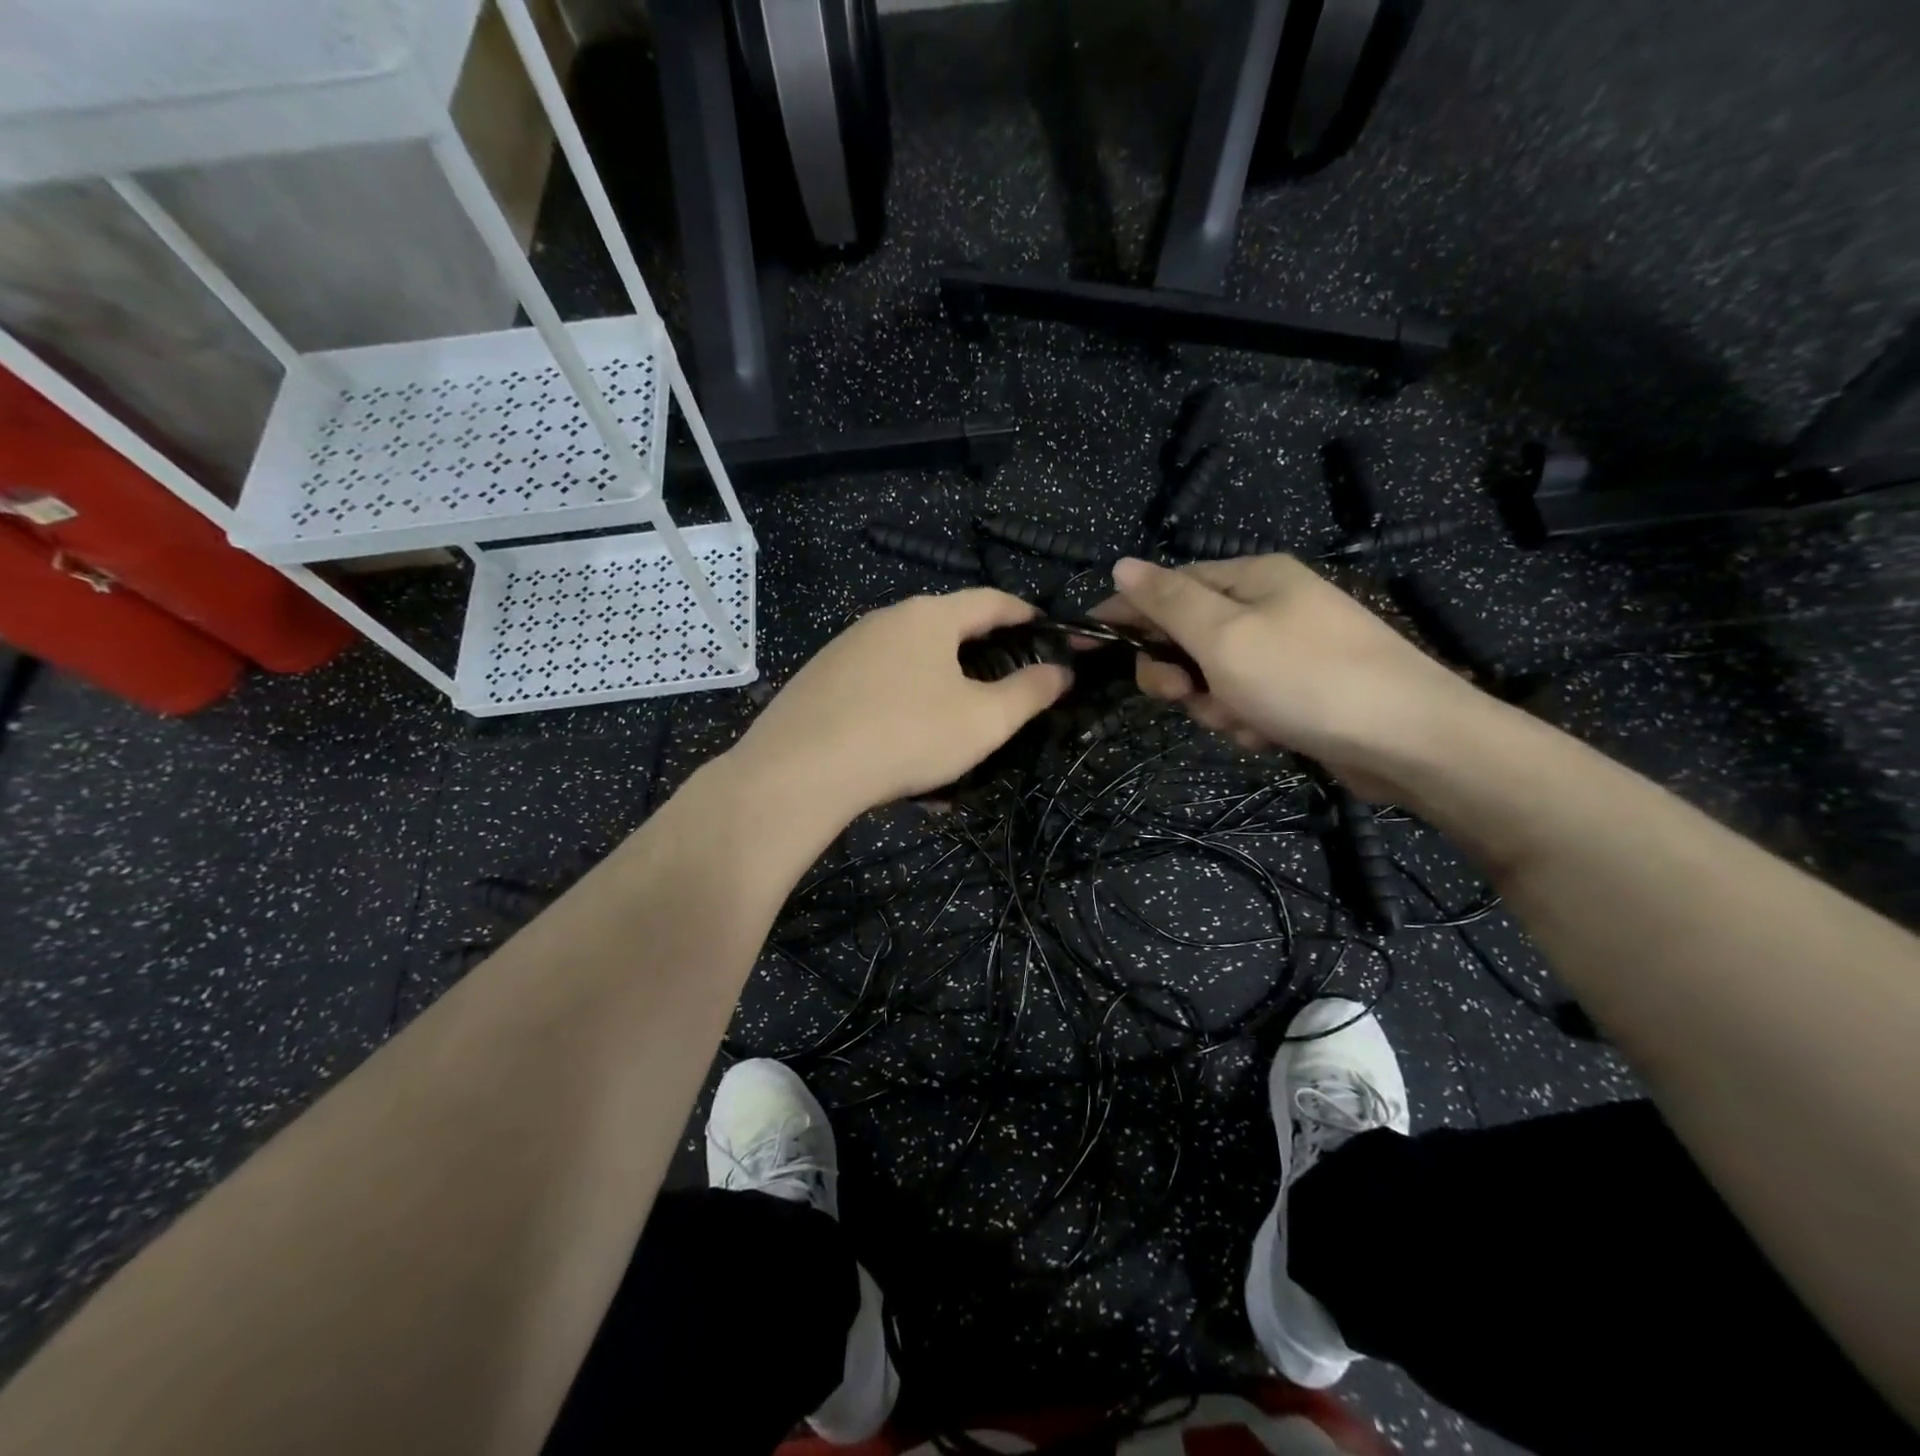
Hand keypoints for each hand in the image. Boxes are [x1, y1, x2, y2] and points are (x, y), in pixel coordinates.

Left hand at [729, 589, 1071, 817]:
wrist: (800, 770)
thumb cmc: (907, 735)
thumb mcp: (984, 720)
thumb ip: (1029, 692)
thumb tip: (1061, 671)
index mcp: (929, 616)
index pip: (990, 600)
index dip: (1024, 613)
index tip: (1046, 629)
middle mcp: (885, 619)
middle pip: (946, 629)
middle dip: (980, 655)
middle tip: (1003, 687)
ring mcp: (846, 648)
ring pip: (909, 663)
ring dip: (938, 690)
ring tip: (952, 732)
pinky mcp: (819, 679)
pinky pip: (877, 687)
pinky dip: (901, 708)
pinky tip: (902, 749)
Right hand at [1094, 555, 1488, 797]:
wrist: (1409, 741)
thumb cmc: (1305, 678)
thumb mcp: (1223, 635)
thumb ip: (1167, 601)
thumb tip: (1121, 564)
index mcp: (1251, 577)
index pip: (1167, 586)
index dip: (1123, 613)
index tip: (1083, 642)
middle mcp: (1268, 605)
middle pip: (1187, 635)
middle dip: (1178, 671)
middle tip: (1182, 694)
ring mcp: (1287, 649)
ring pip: (1212, 675)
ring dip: (1214, 703)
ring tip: (1242, 721)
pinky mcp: (1300, 690)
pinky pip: (1244, 700)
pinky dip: (1244, 720)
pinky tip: (1266, 735)